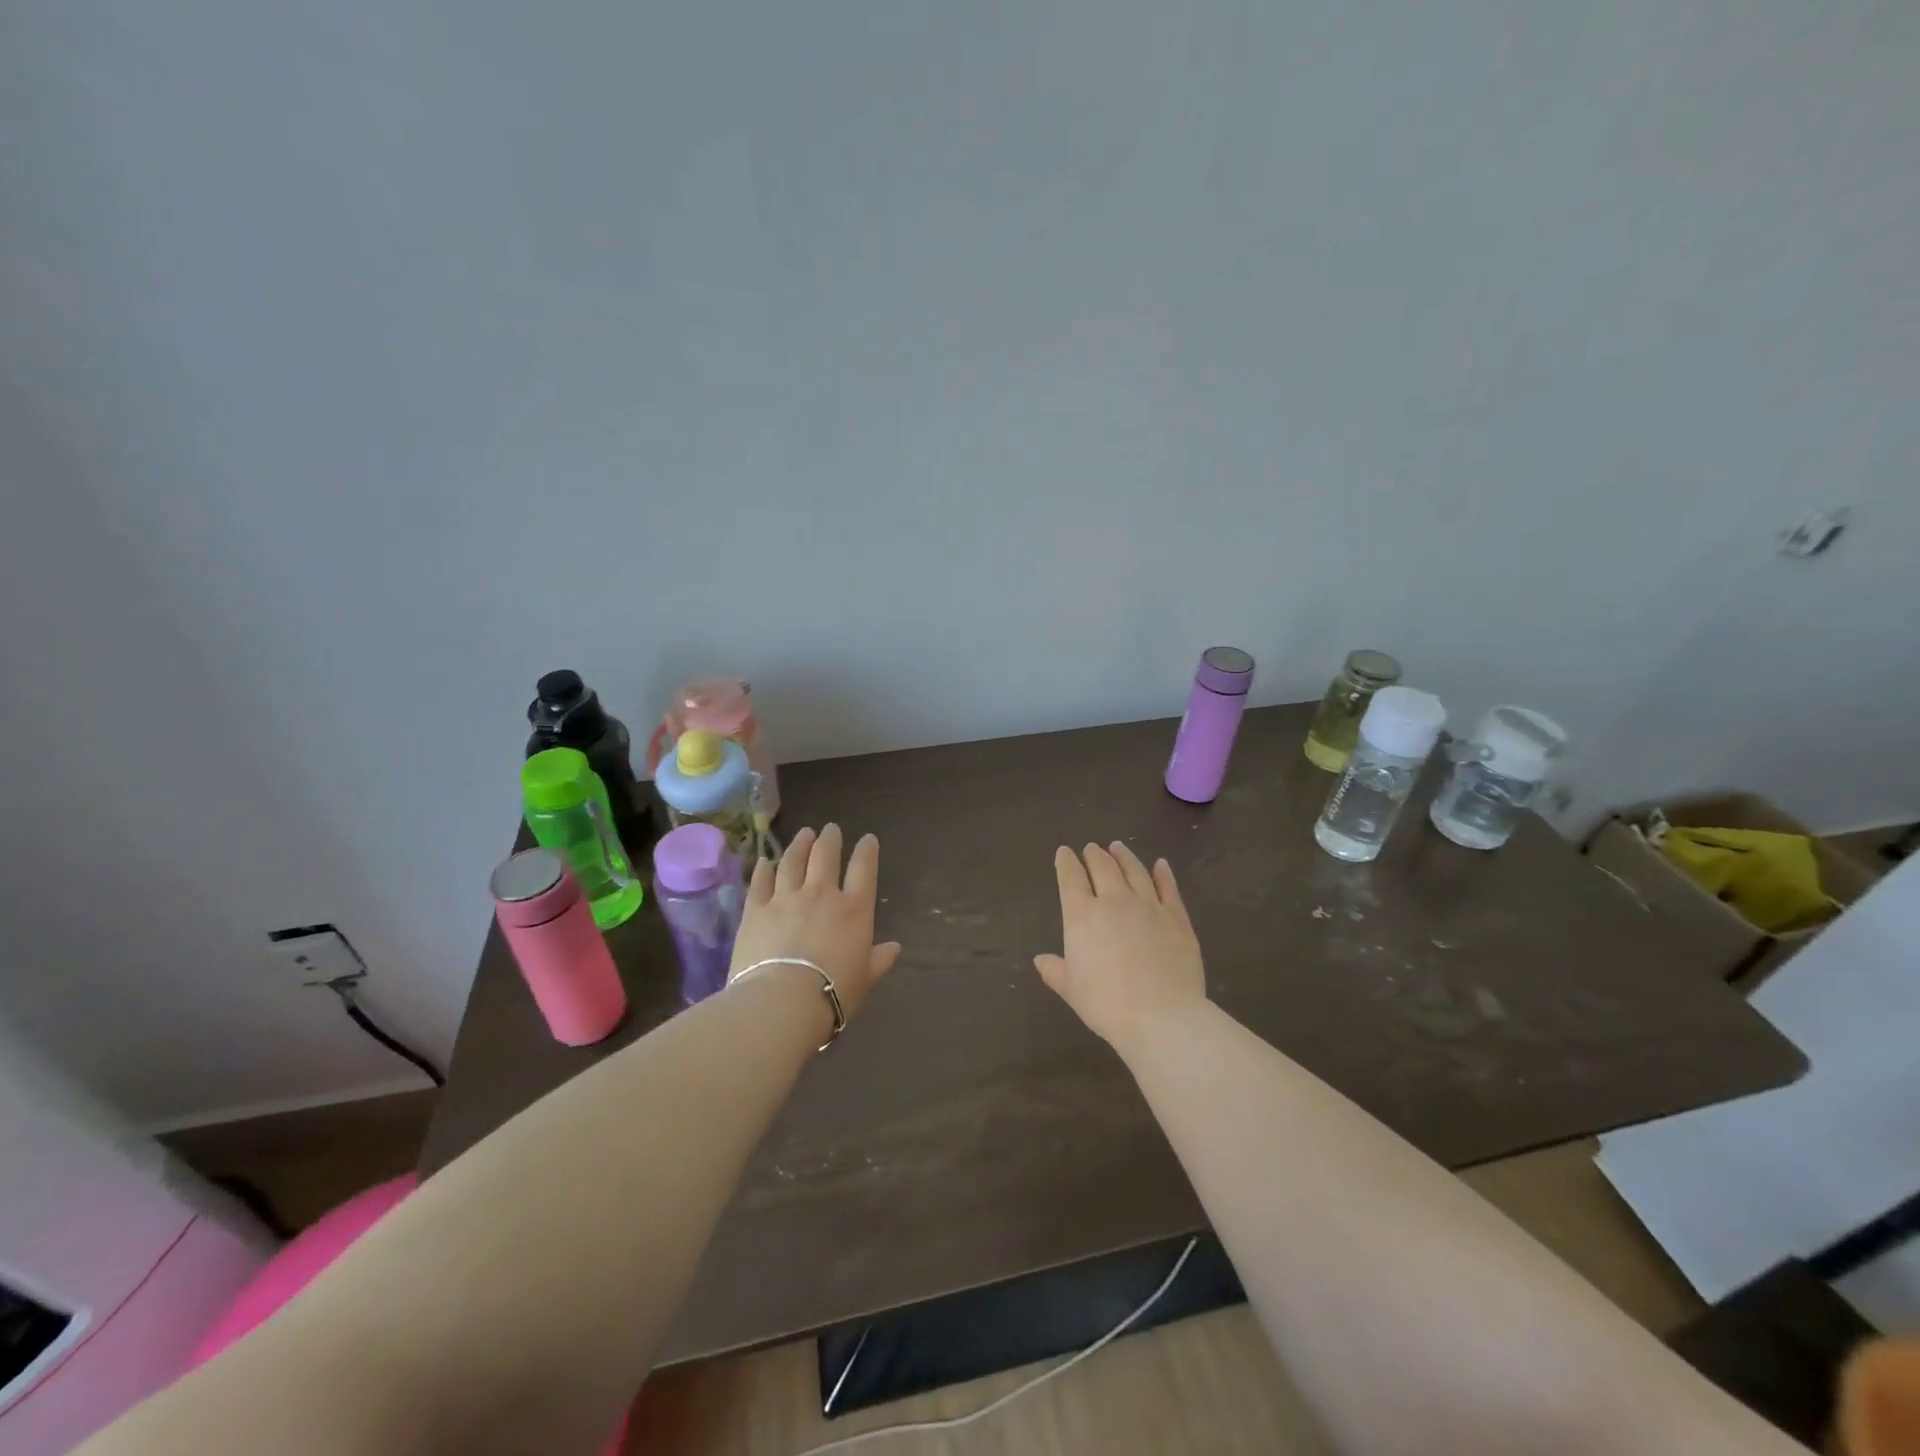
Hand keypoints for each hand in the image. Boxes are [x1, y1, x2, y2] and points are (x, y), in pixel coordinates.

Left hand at [731, 825, 901, 1020]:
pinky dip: (764, 869)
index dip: (866, 851)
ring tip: (803, 834)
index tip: (868, 839)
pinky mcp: (756, 909)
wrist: (782, 1001)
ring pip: (792, 861)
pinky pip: (760, 881)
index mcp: (854, 910)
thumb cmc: (833, 993)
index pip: (864, 870)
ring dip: (799, 845)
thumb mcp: (865, 979)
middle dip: (829, 839)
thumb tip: (895, 948)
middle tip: (830, 829)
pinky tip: (765, 861)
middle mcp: (821, 894)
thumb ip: (879, 960)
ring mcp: (786, 898)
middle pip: (825, 856)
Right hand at [1034, 842, 1206, 1051]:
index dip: (1066, 863)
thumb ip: (1055, 971)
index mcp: (1082, 916)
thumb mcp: (1072, 990)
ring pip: (1135, 871)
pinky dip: (1163, 873)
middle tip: (1091, 848)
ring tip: (1118, 847)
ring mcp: (1149, 906)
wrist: (1162, 1016)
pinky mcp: (1177, 917)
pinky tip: (1161, 865)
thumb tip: (1040, 959)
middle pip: (1102, 867)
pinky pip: (1168, 888)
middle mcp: (1114, 901)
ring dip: (1124, 856)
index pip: (1070, 878)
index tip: (1064, 852)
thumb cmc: (1107, 1005)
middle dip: (1094, 855)